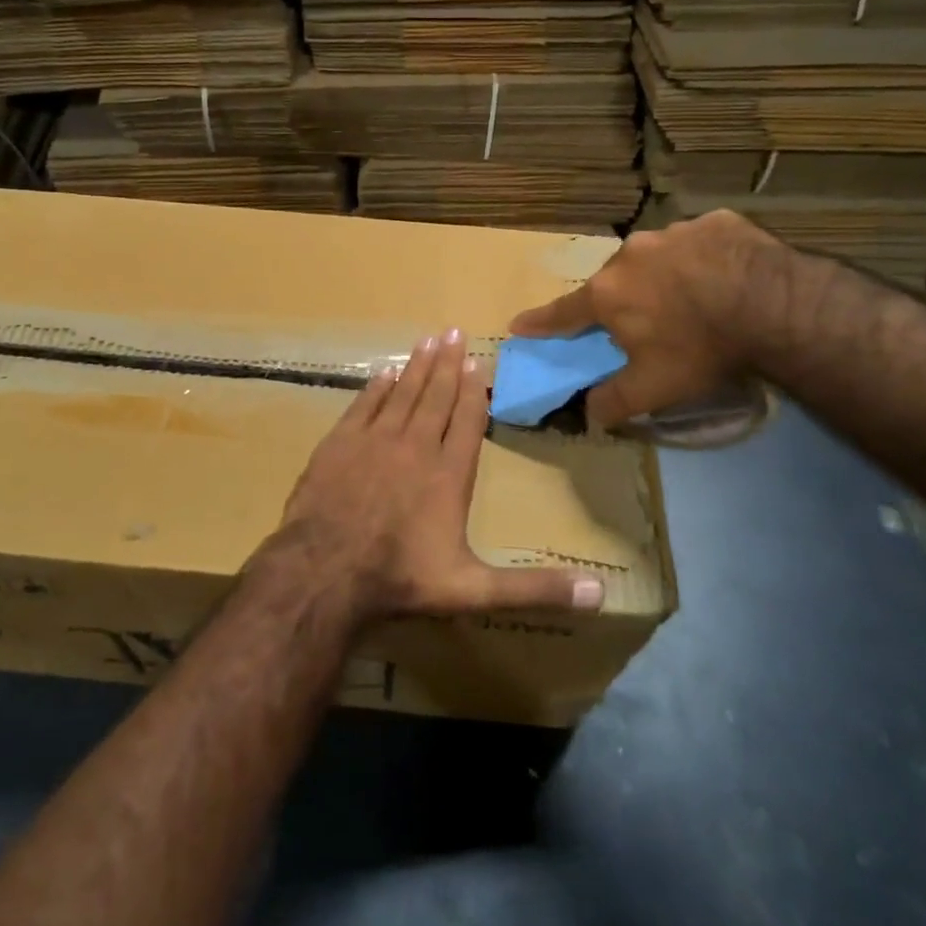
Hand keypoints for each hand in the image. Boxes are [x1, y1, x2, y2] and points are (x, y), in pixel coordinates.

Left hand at [264, 329, 604, 622]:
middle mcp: (415, 446)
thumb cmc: (401, 578)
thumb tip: (601, 593)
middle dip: (447, 364)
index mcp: (449, 474)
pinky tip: (385, 372)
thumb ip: (534, 587)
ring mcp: (375, 441)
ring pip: (402, 393)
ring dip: (417, 366)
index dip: (473, 391)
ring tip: (427, 339)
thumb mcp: (474, 589)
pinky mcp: (339, 443)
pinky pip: (364, 405)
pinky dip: (377, 386)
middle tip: (454, 331)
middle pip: (435, 396)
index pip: (466, 421)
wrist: (325, 571)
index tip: (478, 363)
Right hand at [509, 209, 778, 427]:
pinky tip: (724, 276)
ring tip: (691, 298)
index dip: (540, 322)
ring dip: (663, 276)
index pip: (563, 312)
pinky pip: (698, 242)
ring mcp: (673, 232)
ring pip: (656, 257)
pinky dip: (702, 259)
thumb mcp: (654, 388)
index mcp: (608, 294)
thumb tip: (590, 414)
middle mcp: (630, 255)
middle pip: (614, 282)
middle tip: (642, 321)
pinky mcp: (714, 221)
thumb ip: (614, 401)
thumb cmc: (701, 348)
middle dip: (620, 300)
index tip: (519, 324)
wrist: (773, 305)